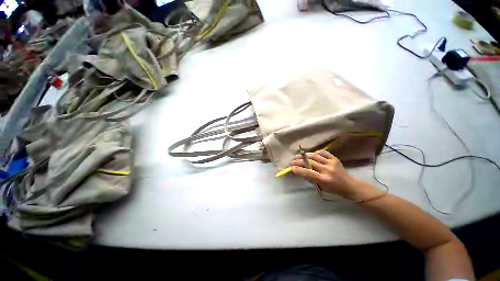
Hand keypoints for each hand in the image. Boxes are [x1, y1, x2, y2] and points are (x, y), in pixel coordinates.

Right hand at [290, 150, 381, 200]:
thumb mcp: (320, 187)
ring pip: (314, 156)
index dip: (298, 169)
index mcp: (324, 179)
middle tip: (292, 161)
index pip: (308, 173)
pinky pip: (323, 152)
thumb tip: (299, 170)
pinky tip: (310, 155)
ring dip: (304, 155)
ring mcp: (331, 163)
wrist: (350, 185)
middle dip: (298, 161)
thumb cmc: (333, 189)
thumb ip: (310, 178)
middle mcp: (327, 170)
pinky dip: (315, 153)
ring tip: (298, 156)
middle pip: (310, 163)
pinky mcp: (334, 158)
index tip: (291, 168)